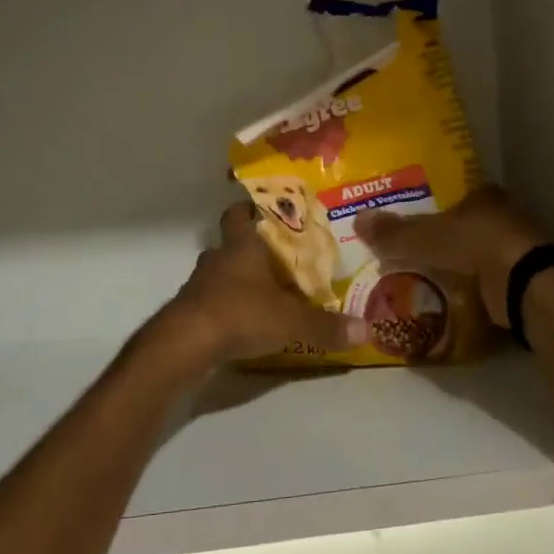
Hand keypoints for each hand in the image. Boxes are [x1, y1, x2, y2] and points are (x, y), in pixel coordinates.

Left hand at [168, 203, 368, 365]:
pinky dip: (224, 307)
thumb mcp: (291, 321)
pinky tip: (242, 323)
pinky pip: (210, 301)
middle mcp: (217, 259)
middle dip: (249, 248)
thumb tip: (367, 328)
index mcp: (241, 247)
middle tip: (276, 258)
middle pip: (229, 243)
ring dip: (235, 280)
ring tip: (262, 293)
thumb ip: (327, 325)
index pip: (240, 214)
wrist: (186, 344)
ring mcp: (198, 285)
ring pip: (218, 273)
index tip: (266, 211)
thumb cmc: (240, 314)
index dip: (250, 209)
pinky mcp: (188, 312)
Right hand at [354, 187, 549, 327]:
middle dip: (444, 239)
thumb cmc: (475, 245)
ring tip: (424, 278)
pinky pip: (487, 281)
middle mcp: (503, 217)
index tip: (415, 221)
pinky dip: (471, 288)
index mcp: (483, 197)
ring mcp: (514, 249)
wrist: (524, 284)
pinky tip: (450, 298)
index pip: (455, 197)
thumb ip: (393, 232)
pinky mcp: (520, 279)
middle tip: (413, 253)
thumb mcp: (424, 238)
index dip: (435, 208)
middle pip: (466, 226)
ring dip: (458, 265)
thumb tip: (356, 219)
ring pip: (477, 254)